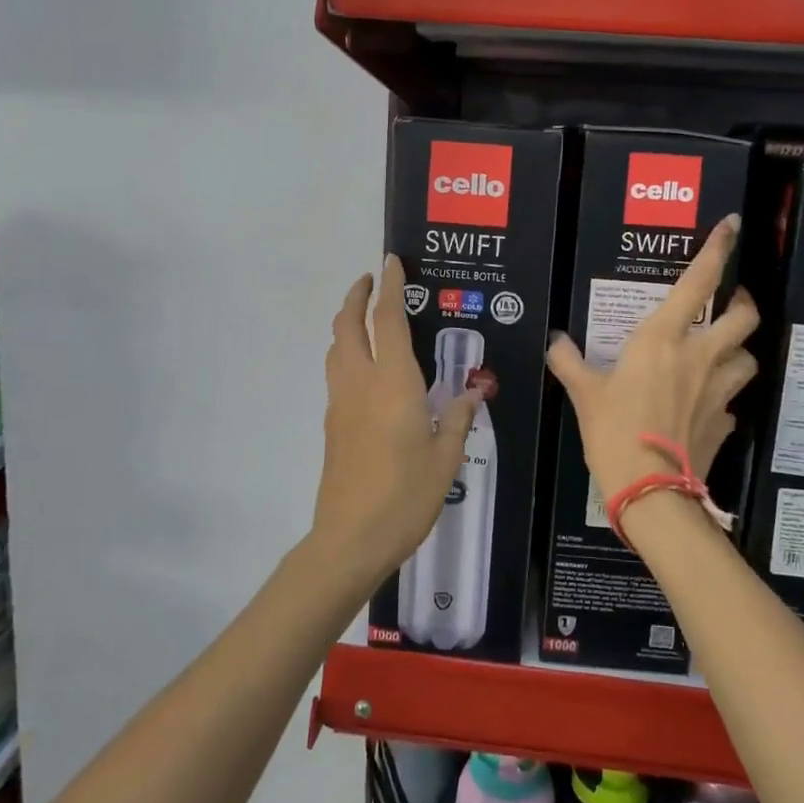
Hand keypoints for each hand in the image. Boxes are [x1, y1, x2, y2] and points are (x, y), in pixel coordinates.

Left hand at [312, 255, 481, 592]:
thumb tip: (471, 394)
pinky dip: (348, 354)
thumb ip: (458, 419)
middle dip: (356, 297)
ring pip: (336, 348)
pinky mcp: (332, 424)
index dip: (389, 288)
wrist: (350, 539)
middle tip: (372, 281)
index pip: (387, 321)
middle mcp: (360, 384)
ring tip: (368, 320)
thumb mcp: (445, 458)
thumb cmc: (405, 496)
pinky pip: (338, 374)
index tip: (391, 262)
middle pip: (346, 326)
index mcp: (393, 384)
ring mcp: (340, 404)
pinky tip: (368, 370)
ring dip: (347, 324)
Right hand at [546, 215, 759, 511]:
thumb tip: (555, 343)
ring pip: (748, 357)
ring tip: (721, 353)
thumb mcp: (584, 393)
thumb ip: (569, 362)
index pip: (699, 282)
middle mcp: (700, 356)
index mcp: (663, 339)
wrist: (650, 491)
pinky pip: (732, 401)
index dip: (718, 249)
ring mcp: (719, 391)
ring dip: (738, 350)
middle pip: (744, 316)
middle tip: (729, 302)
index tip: (731, 225)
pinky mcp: (725, 423)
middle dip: (742, 302)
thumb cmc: (614, 431)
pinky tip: (706, 405)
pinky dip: (723, 397)